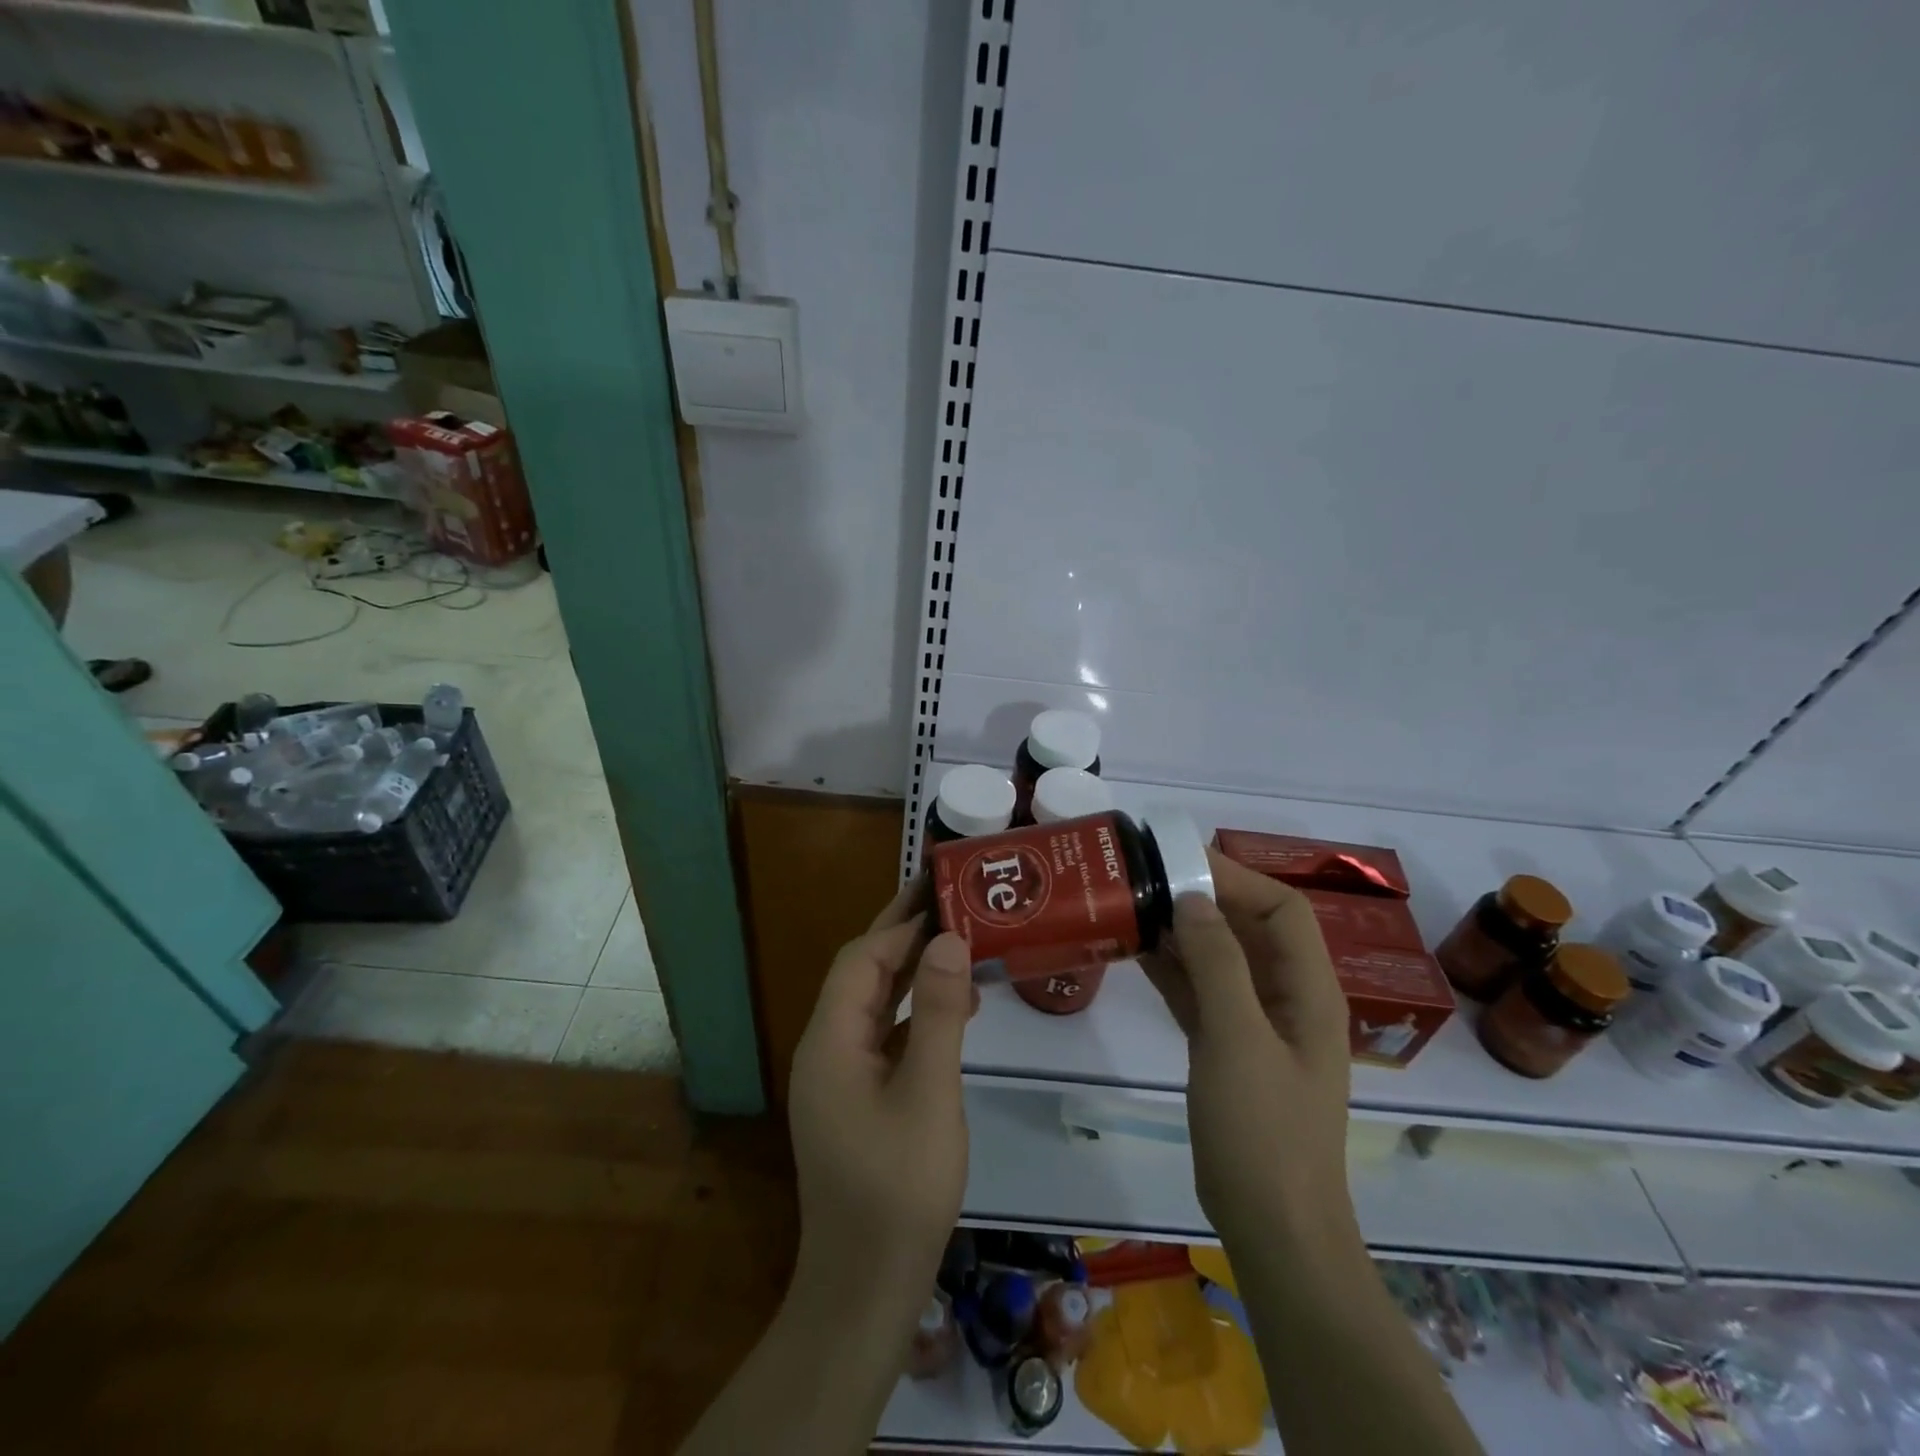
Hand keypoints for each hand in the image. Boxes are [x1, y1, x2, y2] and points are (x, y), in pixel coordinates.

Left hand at [786, 879, 977, 1321]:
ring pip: (873, 1003)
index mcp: (830, 1041)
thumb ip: (939, 1013)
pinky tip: (951, 1010)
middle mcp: (825, 1048)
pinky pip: (882, 1035)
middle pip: (862, 974)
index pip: (862, 960)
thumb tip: (948, 939)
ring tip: (957, 942)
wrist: (865, 1288)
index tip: (942, 893)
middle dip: (902, 935)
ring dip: (911, 970)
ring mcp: (837, 1075)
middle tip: (947, 897)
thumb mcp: (930, 1094)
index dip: (901, 924)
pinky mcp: (854, 1097)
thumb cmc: (899, 1188)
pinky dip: (914, 1012)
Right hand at [1142, 850, 1357, 1250]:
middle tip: (1147, 877)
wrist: (1272, 1227)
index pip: (1282, 909)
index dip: (1237, 877)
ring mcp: (1256, 1023)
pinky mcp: (1228, 1047)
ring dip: (1183, 930)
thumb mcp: (1237, 1039)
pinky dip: (1174, 968)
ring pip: (1221, 957)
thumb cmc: (1263, 1130)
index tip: (1180, 860)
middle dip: (1204, 897)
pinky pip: (1201, 991)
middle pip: (1250, 927)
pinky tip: (1135, 951)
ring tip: (1134, 904)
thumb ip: (1217, 963)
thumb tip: (1192, 897)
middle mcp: (1286, 997)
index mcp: (1308, 989)